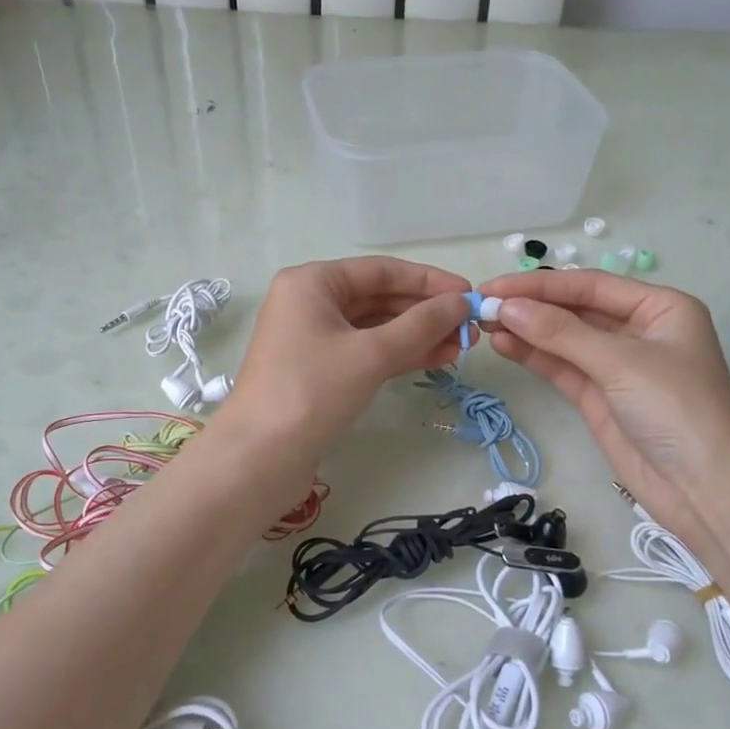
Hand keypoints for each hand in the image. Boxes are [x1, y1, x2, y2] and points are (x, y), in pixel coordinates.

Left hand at [224, 258, 471, 453]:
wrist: (259, 457)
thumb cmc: (312, 391)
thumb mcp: (371, 354)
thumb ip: (421, 325)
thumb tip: (461, 304)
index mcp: (312, 282)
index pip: (381, 271)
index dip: (429, 281)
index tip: (469, 294)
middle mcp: (310, 302)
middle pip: (379, 298)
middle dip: (425, 312)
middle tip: (470, 328)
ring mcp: (313, 338)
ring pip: (375, 328)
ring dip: (417, 336)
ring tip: (462, 346)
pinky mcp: (319, 370)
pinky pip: (366, 352)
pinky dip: (399, 355)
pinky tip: (436, 359)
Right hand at [478, 270, 729, 518]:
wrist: (706, 490)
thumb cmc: (678, 410)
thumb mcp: (621, 362)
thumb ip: (561, 333)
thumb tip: (506, 308)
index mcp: (659, 307)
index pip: (590, 285)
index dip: (541, 285)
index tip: (494, 288)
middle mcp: (638, 330)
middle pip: (575, 309)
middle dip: (531, 307)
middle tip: (482, 306)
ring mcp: (617, 366)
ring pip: (564, 339)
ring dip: (527, 331)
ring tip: (483, 325)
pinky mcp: (600, 397)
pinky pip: (562, 367)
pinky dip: (534, 356)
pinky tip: (504, 346)